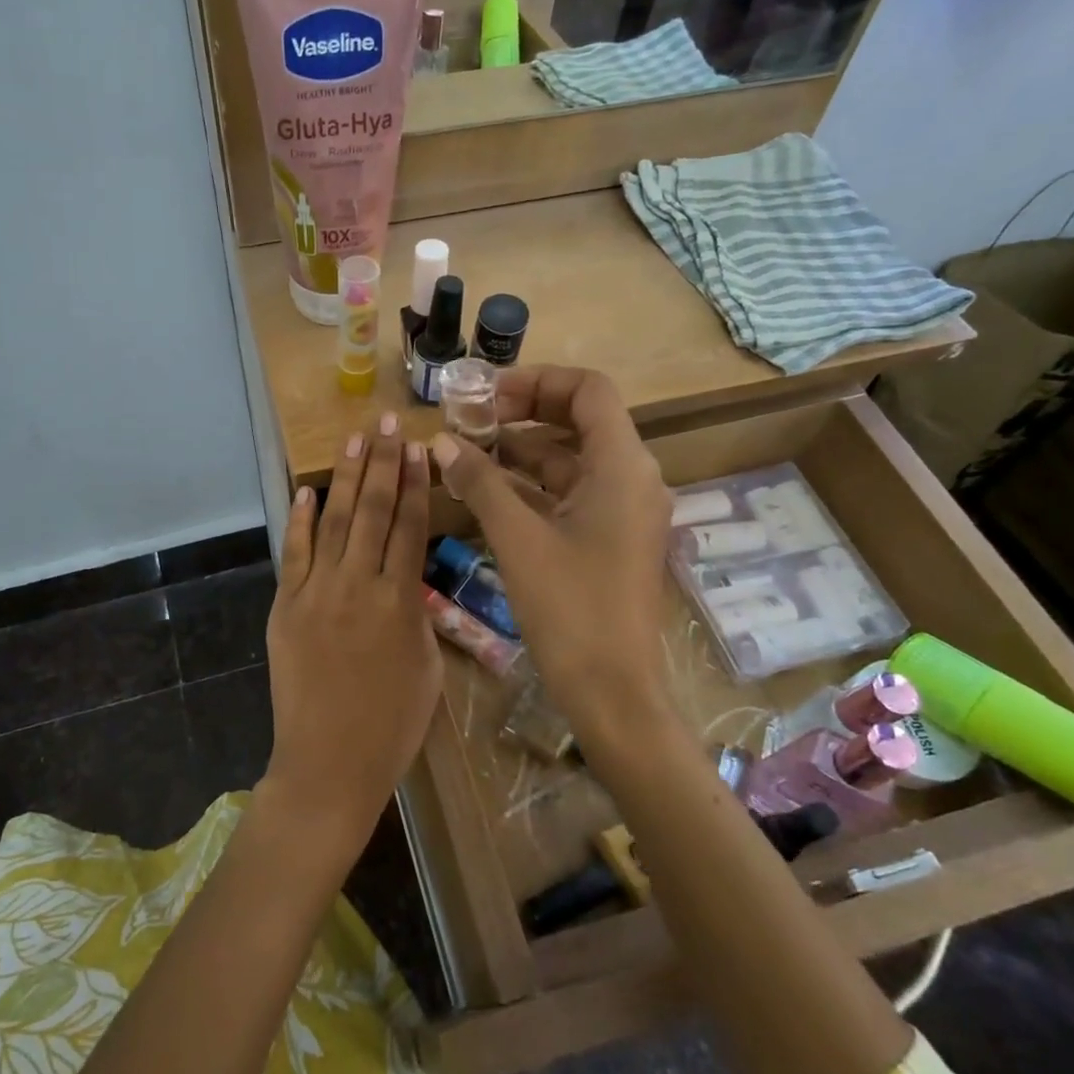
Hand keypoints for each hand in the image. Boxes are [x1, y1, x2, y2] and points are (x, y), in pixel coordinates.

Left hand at [261, 412, 441, 855]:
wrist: (328, 765)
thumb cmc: (391, 727)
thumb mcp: (428, 669)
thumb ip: (419, 616)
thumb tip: (409, 580)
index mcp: (400, 602)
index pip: (410, 527)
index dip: (415, 484)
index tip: (418, 447)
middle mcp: (358, 585)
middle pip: (372, 511)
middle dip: (382, 463)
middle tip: (388, 423)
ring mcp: (316, 593)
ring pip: (334, 522)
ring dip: (345, 478)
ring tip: (355, 440)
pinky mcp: (286, 607)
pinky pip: (294, 554)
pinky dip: (299, 520)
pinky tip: (306, 491)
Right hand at [430, 367, 673, 746]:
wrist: (612, 691)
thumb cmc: (569, 608)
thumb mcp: (518, 538)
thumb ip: (480, 482)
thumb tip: (441, 442)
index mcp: (622, 466)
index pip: (589, 391)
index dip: (537, 382)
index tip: (487, 395)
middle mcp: (632, 478)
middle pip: (580, 421)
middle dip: (523, 415)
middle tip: (471, 421)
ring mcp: (624, 511)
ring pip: (572, 460)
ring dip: (522, 453)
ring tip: (468, 454)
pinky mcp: (612, 539)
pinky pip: (572, 494)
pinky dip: (533, 487)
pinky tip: (488, 492)